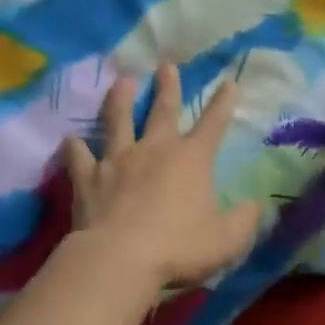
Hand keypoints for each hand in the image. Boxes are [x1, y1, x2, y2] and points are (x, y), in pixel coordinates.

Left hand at [62, 63, 260, 290]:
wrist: (120, 259)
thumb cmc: (180, 248)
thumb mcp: (228, 240)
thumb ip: (244, 220)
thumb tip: (254, 206)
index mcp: (191, 160)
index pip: (213, 124)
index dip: (223, 102)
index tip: (229, 82)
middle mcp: (154, 150)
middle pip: (163, 110)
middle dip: (167, 86)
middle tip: (166, 64)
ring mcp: (117, 161)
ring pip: (118, 121)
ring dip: (119, 99)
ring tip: (121, 82)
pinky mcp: (87, 179)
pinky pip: (79, 157)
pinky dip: (74, 147)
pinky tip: (70, 139)